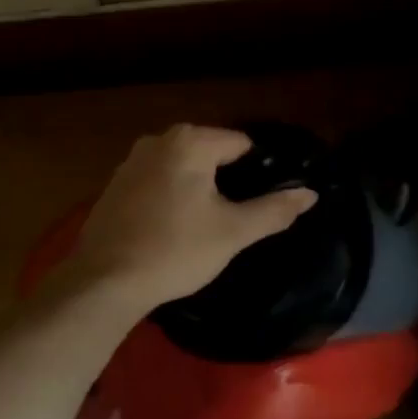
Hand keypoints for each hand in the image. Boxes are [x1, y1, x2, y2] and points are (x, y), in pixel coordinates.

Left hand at [67, 125, 318, 313]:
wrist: (107, 278)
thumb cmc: (176, 250)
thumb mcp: (232, 232)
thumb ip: (274, 210)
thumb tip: (310, 193)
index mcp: (188, 141)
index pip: (239, 143)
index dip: (258, 169)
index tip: (266, 199)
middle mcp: (158, 140)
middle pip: (209, 151)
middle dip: (226, 177)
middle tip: (239, 215)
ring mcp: (132, 160)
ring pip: (181, 166)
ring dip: (197, 186)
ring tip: (209, 222)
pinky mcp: (116, 183)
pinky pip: (157, 179)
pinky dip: (171, 194)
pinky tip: (175, 225)